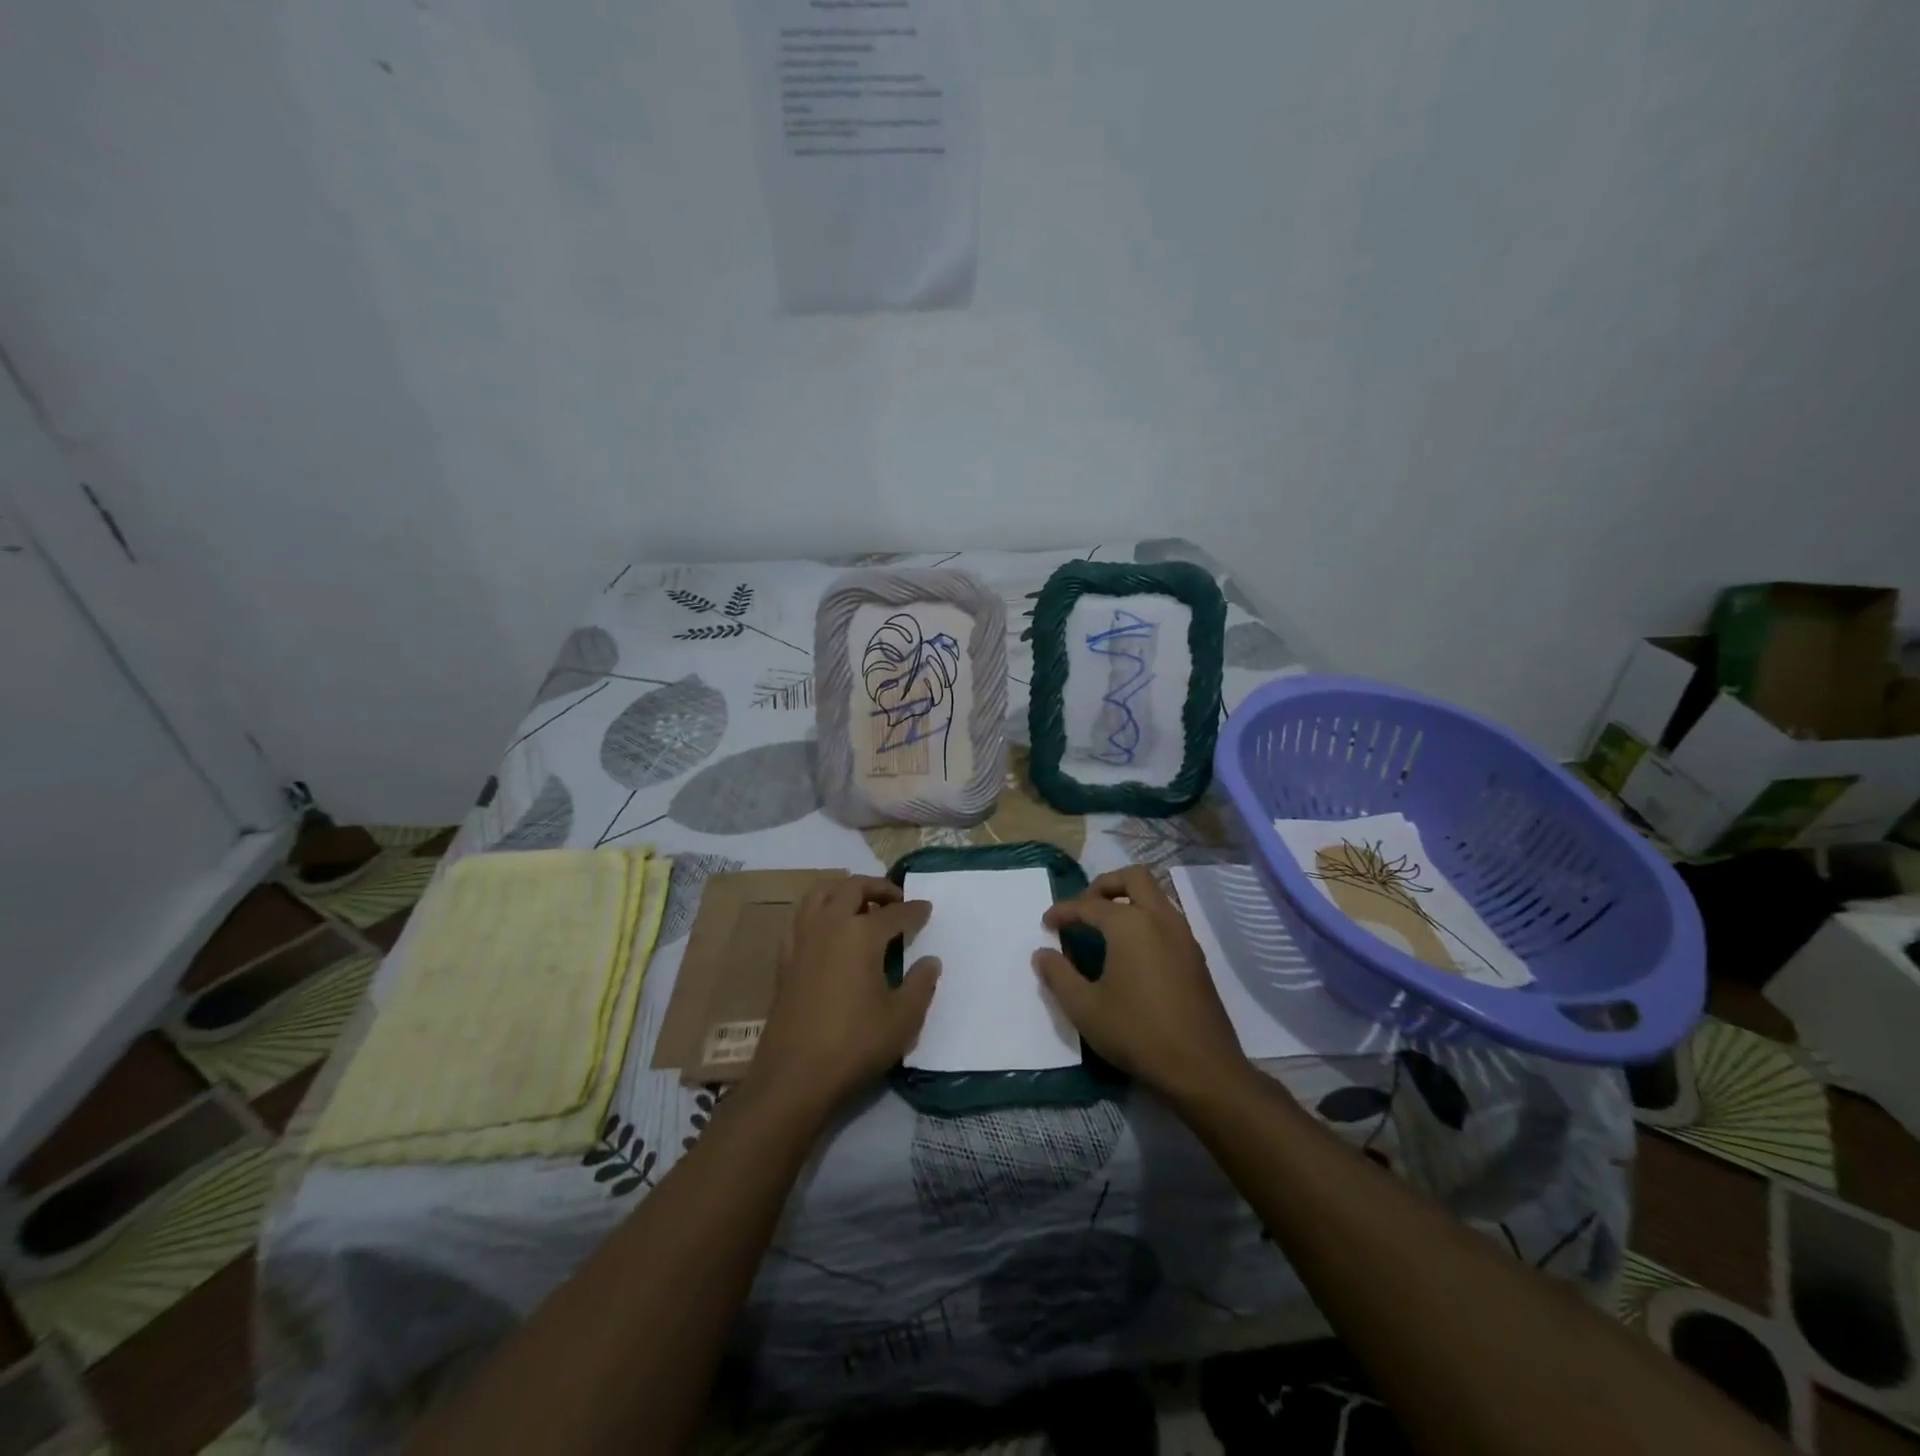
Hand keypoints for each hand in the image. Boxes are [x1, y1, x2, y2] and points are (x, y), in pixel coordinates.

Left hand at [748, 875, 939, 1110]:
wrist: (794, 1076)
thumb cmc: (855, 1044)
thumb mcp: (903, 1019)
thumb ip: (921, 984)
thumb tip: (930, 961)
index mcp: (861, 934)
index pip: (895, 912)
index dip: (915, 910)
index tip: (927, 909)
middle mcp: (829, 926)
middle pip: (853, 888)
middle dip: (878, 887)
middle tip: (896, 900)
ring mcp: (802, 940)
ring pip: (820, 894)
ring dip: (843, 891)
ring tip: (861, 906)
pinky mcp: (785, 959)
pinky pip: (802, 918)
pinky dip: (819, 912)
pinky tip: (829, 932)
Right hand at [1033, 866, 1248, 1102]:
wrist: (1202, 1068)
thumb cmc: (1137, 1033)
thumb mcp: (1085, 1008)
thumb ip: (1058, 976)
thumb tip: (1042, 954)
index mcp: (1130, 924)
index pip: (1089, 905)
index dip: (1063, 911)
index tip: (1046, 923)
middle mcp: (1160, 918)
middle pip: (1133, 877)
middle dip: (1104, 885)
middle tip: (1084, 907)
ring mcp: (1184, 935)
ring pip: (1156, 895)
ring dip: (1128, 899)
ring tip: (1105, 926)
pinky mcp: (1196, 956)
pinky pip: (1167, 918)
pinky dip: (1146, 918)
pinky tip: (1132, 950)